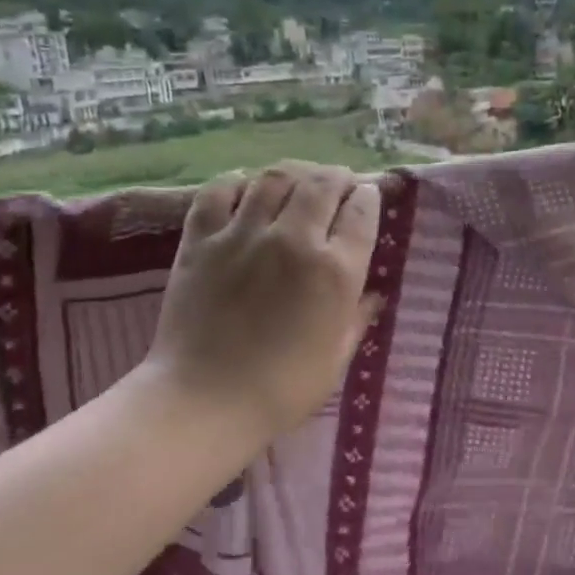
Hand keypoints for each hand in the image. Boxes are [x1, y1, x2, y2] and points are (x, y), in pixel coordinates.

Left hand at [144, 162, 381, 445]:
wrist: (205, 401)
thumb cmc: (282, 389)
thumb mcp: (336, 359)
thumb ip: (357, 319)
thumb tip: (373, 295)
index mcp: (336, 271)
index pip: (361, 210)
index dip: (368, 197)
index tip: (366, 198)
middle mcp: (295, 240)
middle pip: (322, 183)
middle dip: (337, 177)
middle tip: (338, 183)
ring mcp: (244, 234)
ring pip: (275, 177)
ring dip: (294, 173)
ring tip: (297, 181)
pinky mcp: (201, 239)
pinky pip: (219, 190)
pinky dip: (237, 182)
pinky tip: (245, 188)